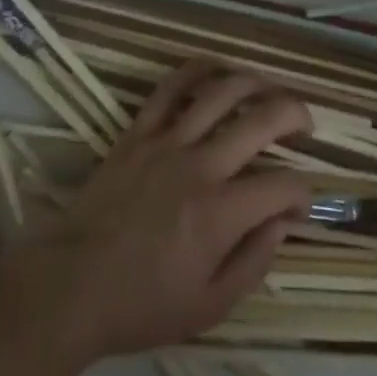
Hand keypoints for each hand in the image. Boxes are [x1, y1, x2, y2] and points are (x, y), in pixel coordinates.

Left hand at [6, 64, 313, 362]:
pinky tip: (215, 68)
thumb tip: (283, 222)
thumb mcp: (209, 307)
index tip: (301, 204)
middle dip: (294, 114)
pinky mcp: (138, 132)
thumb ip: (254, 262)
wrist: (71, 286)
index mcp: (220, 214)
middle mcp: (200, 166)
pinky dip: (195, 70)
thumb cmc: (142, 305)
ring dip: (254, 82)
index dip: (303, 191)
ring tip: (269, 88)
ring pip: (220, 92)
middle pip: (261, 120)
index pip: (282, 185)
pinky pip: (170, 88)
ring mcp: (167, 142)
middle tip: (305, 124)